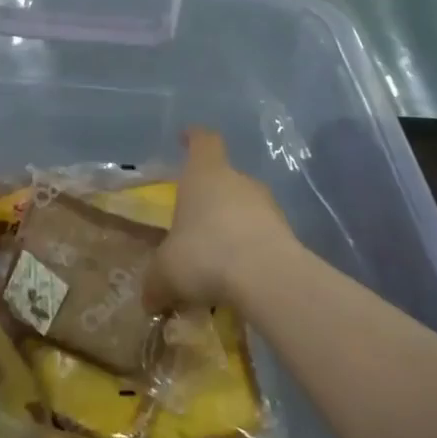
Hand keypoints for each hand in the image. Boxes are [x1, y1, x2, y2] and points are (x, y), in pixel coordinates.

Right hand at [146, 128, 294, 310]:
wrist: (267, 278)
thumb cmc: (204, 255)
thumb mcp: (165, 273)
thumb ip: (155, 283)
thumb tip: (149, 300)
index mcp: (204, 175)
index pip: (203, 141)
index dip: (194, 137)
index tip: (186, 137)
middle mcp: (239, 181)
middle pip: (224, 177)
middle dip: (209, 196)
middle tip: (192, 221)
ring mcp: (268, 206)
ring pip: (245, 207)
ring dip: (231, 224)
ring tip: (215, 255)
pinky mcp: (288, 233)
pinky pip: (262, 235)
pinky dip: (249, 248)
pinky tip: (237, 275)